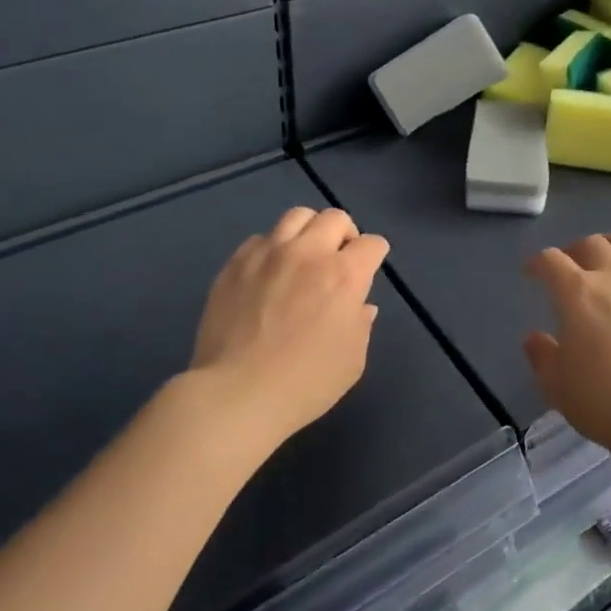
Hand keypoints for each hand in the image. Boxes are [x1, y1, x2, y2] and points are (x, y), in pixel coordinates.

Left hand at [188, 207, 390, 446]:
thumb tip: (359, 305)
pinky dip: (272, 249)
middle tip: (338, 259)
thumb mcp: (352, 361)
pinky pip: (260, 239)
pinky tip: (268, 273)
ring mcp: (268, 254)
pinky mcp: (236, 263)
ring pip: (296, 216)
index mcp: (345, 275)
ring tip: (303, 256)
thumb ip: (361, 324)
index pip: (372, 244)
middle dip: (345, 234)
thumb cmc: (305, 383)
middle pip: (335, 218)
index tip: (368, 269)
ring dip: (308, 231)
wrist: (237, 394)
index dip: (374, 255)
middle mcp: (309, 253)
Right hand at [522, 234, 610, 464]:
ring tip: (608, 259)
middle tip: (569, 267)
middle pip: (591, 244)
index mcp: (578, 293)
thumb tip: (535, 337)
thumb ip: (541, 355)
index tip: (532, 273)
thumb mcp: (556, 385)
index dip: (537, 263)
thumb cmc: (603, 402)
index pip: (551, 261)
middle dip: (574, 250)